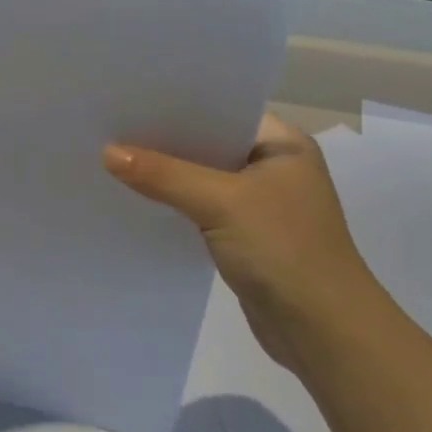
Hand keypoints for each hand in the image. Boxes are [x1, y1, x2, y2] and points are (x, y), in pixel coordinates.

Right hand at [104, 114, 388, 373]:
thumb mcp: (221, 203)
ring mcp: (260, 205)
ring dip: (167, 177)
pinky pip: (201, 209)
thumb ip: (164, 175)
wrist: (323, 331)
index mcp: (283, 145)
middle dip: (165, 141)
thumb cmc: (284, 251)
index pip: (223, 111)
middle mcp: (273, 168)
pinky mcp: (245, 236)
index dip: (178, 106)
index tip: (131, 100)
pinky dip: (175, 205)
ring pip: (202, 179)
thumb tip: (108, 152)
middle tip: (111, 129)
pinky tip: (138, 202)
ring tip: (113, 161)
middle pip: (209, 145)